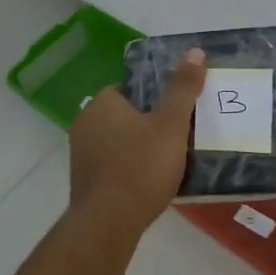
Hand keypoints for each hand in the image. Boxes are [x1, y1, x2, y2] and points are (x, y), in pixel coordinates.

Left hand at [69, 49, 207, 232]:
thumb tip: (195, 51)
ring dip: (138, 149)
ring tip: (169, 162)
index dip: (155, 97)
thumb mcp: (171, 125)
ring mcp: (80, 154)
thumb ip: (183, 88)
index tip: (177, 112)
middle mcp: (84, 123)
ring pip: (118, 142)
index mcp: (102, 103)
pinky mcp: (83, 182)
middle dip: (148, 124)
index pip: (130, 89)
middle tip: (179, 137)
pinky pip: (112, 166)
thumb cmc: (141, 166)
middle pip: (124, 116)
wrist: (109, 222)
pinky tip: (149, 184)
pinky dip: (129, 170)